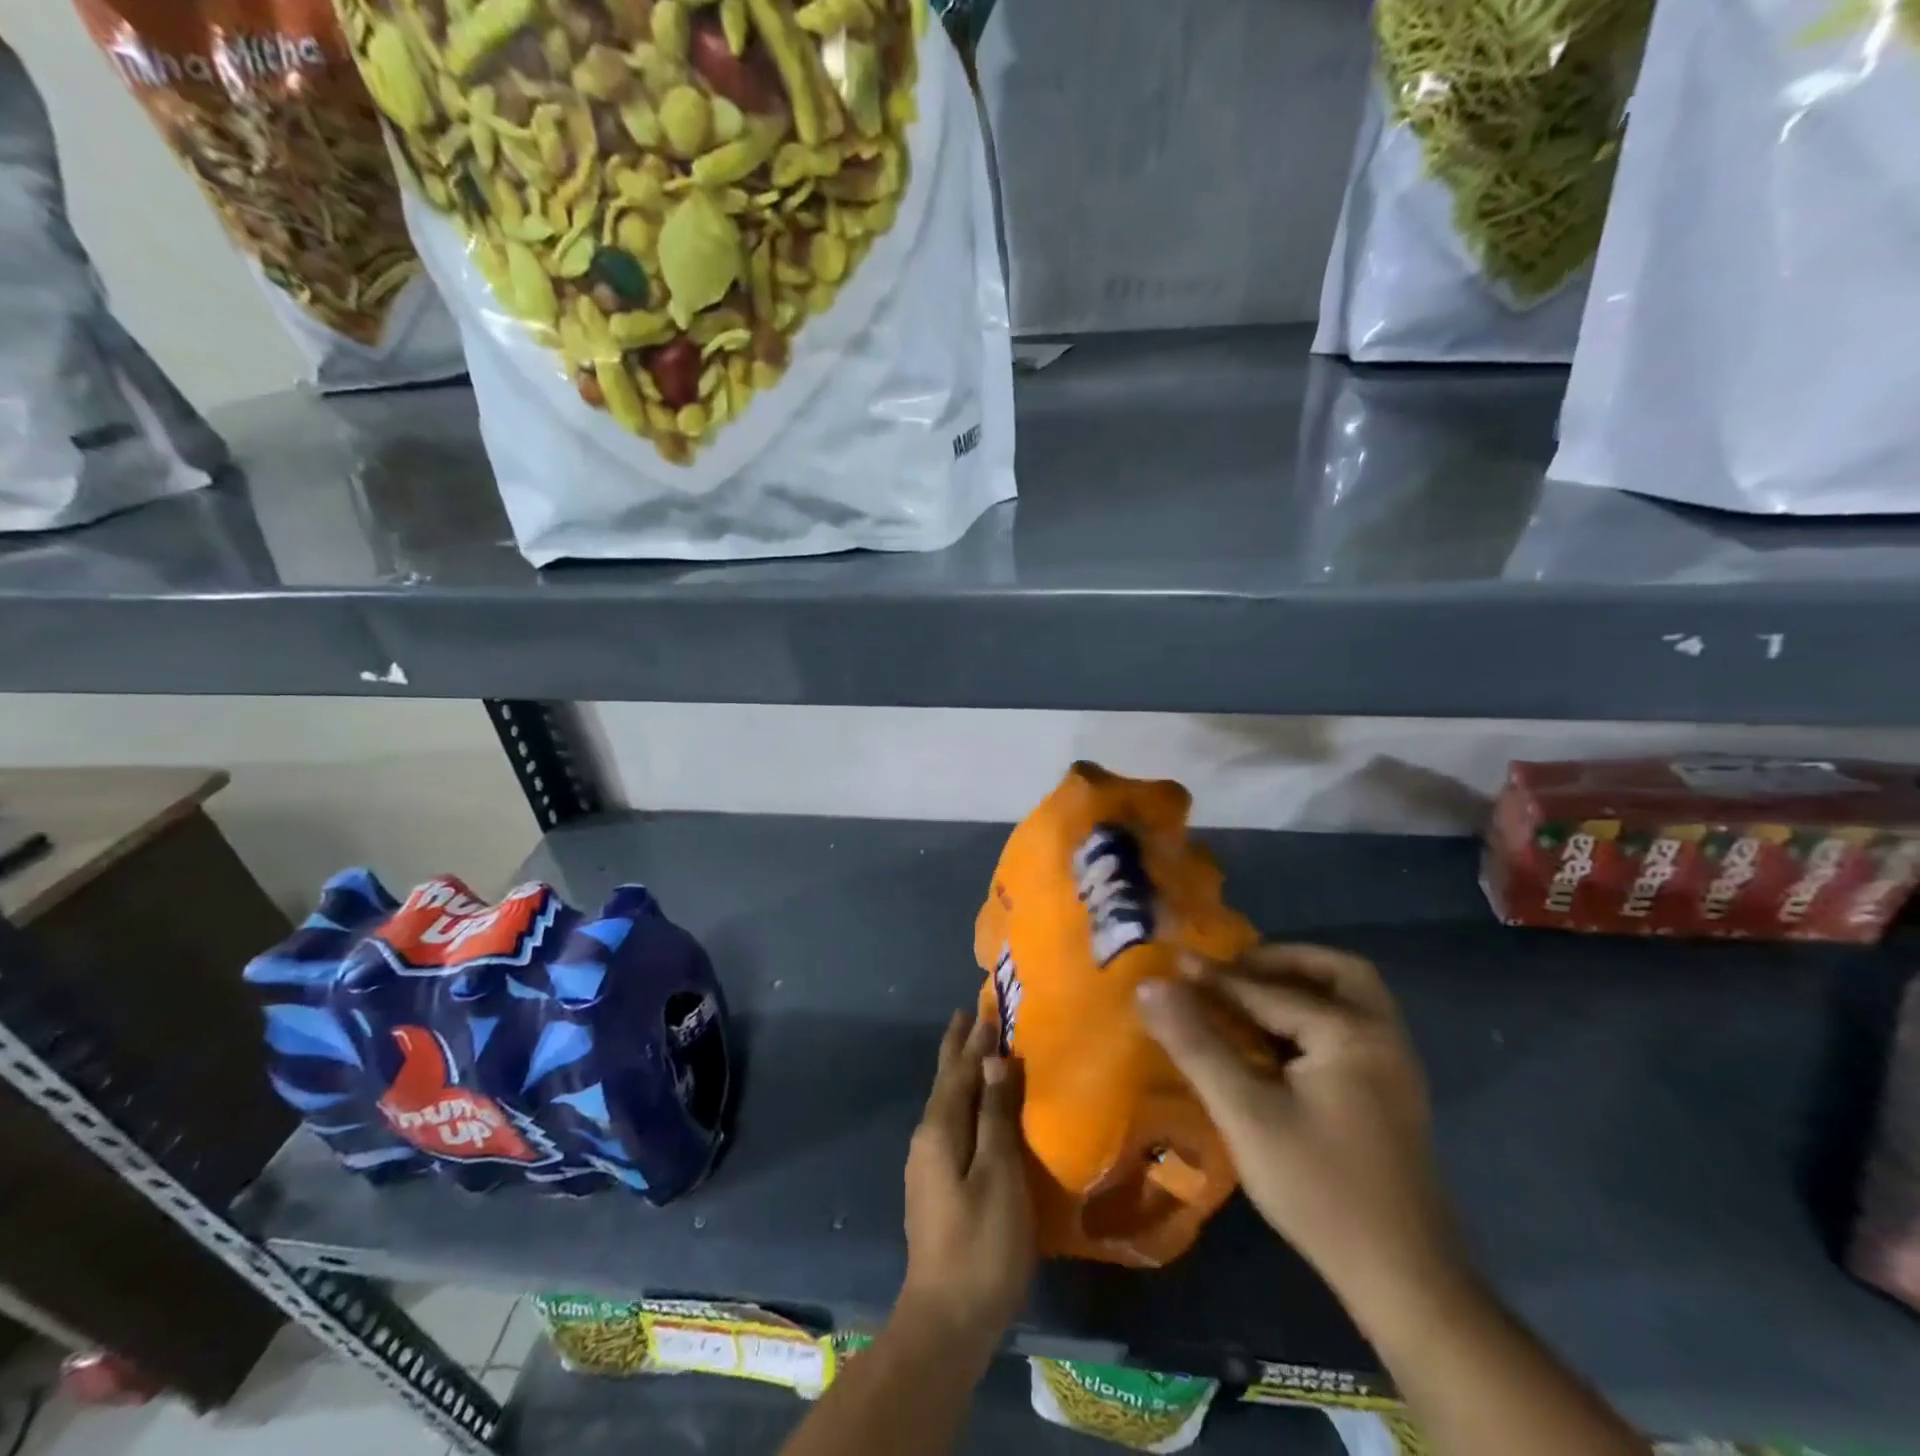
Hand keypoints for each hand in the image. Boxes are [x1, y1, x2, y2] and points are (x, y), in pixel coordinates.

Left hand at [899, 1012, 1036, 1346]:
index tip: (985, 1007)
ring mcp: (927, 1165)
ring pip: (947, 1103)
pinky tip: (975, 1110)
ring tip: (976, 1052)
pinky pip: (951, 1125)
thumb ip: (996, 1115)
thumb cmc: (981, 1244)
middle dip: (958, 1048)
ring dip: (961, 1073)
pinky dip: (964, 1102)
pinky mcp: (935, 1187)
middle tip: (969, 1015)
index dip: (974, 1040)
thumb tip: (993, 1060)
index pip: (959, 1071)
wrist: (945, 1321)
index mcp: (939, 1130)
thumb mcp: (998, 1175)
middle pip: (945, 1082)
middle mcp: (926, 1139)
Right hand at [1135, 945, 1465, 1312]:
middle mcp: (1382, 1037)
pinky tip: (1276, 1042)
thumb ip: (1196, 1044)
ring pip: (1349, 1000)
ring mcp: (1393, 1068)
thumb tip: (1149, 986)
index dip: (1214, 977)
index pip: (1268, 990)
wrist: (1405, 1282)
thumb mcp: (1246, 1114)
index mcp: (1351, 1033)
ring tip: (1248, 998)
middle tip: (1233, 970)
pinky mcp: (1390, 1096)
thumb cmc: (1320, 1190)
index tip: (1171, 962)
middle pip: (1336, 972)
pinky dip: (1312, 1017)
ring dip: (1300, 987)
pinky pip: (1350, 1029)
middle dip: (1281, 961)